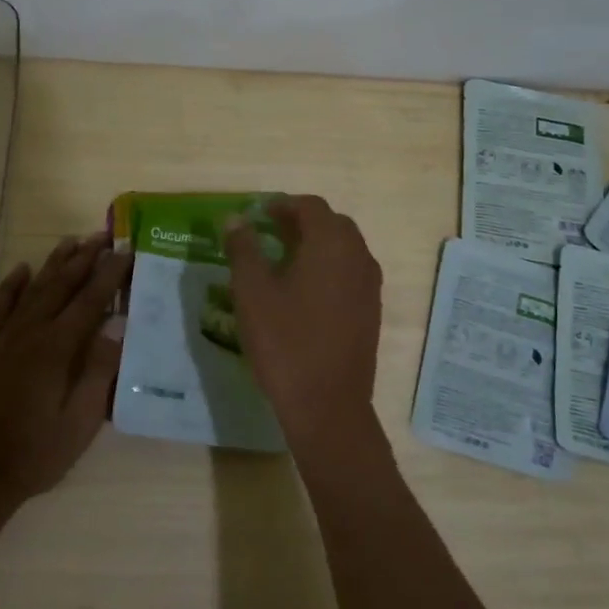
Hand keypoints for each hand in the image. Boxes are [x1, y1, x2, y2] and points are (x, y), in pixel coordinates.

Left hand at [0, 232, 131, 502]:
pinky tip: (21, 270)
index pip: (90, 301)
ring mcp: (3, 341)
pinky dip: (10, 288)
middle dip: (84, 259)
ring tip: (70, 241)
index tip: (125, 250)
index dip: (109, 274)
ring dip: (52, 264)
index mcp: (58, 350)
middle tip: (103, 235)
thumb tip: (117, 326)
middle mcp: (30, 334)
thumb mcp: (82, 420)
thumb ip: (99, 370)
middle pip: (61, 287)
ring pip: (32, 291)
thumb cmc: (38, 452)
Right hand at [223, 196, 387, 474]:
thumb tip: (236, 219)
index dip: (283, 205)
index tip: (259, 214)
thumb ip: (243, 249)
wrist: (328, 404)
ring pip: (345, 249)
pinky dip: (330, 269)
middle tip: (270, 233)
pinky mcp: (372, 310)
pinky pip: (351, 273)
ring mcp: (370, 285)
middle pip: (332, 224)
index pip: (311, 206)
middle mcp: (358, 256)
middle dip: (302, 222)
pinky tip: (305, 292)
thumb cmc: (285, 343)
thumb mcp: (252, 293)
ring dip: (317, 245)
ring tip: (284, 260)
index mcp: (331, 244)